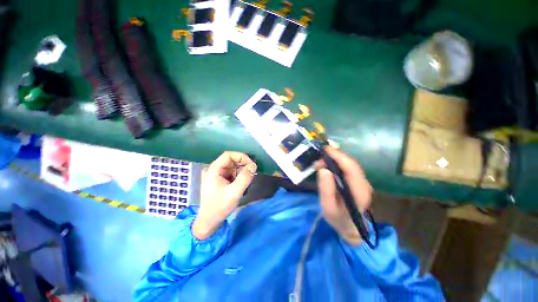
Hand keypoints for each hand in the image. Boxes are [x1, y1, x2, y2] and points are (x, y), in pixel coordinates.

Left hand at [192, 152, 256, 239]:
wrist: (209, 221)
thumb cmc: (219, 207)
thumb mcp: (234, 192)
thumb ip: (245, 178)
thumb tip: (254, 165)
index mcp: (214, 170)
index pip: (228, 155)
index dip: (241, 156)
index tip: (251, 164)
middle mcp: (215, 169)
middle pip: (232, 160)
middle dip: (243, 165)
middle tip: (252, 173)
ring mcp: (218, 174)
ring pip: (234, 167)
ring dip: (242, 171)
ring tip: (248, 181)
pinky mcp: (222, 179)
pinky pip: (233, 173)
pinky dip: (240, 176)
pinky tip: (242, 184)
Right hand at [316, 147, 372, 245]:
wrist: (350, 227)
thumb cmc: (338, 219)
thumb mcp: (328, 207)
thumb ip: (326, 189)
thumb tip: (323, 169)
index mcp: (359, 191)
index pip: (351, 168)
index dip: (338, 156)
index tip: (325, 150)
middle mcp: (364, 184)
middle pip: (350, 164)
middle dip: (334, 157)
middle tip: (318, 161)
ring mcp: (363, 182)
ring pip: (349, 164)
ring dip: (335, 160)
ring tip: (320, 164)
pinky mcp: (358, 181)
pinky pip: (348, 168)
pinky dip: (337, 164)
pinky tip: (328, 166)